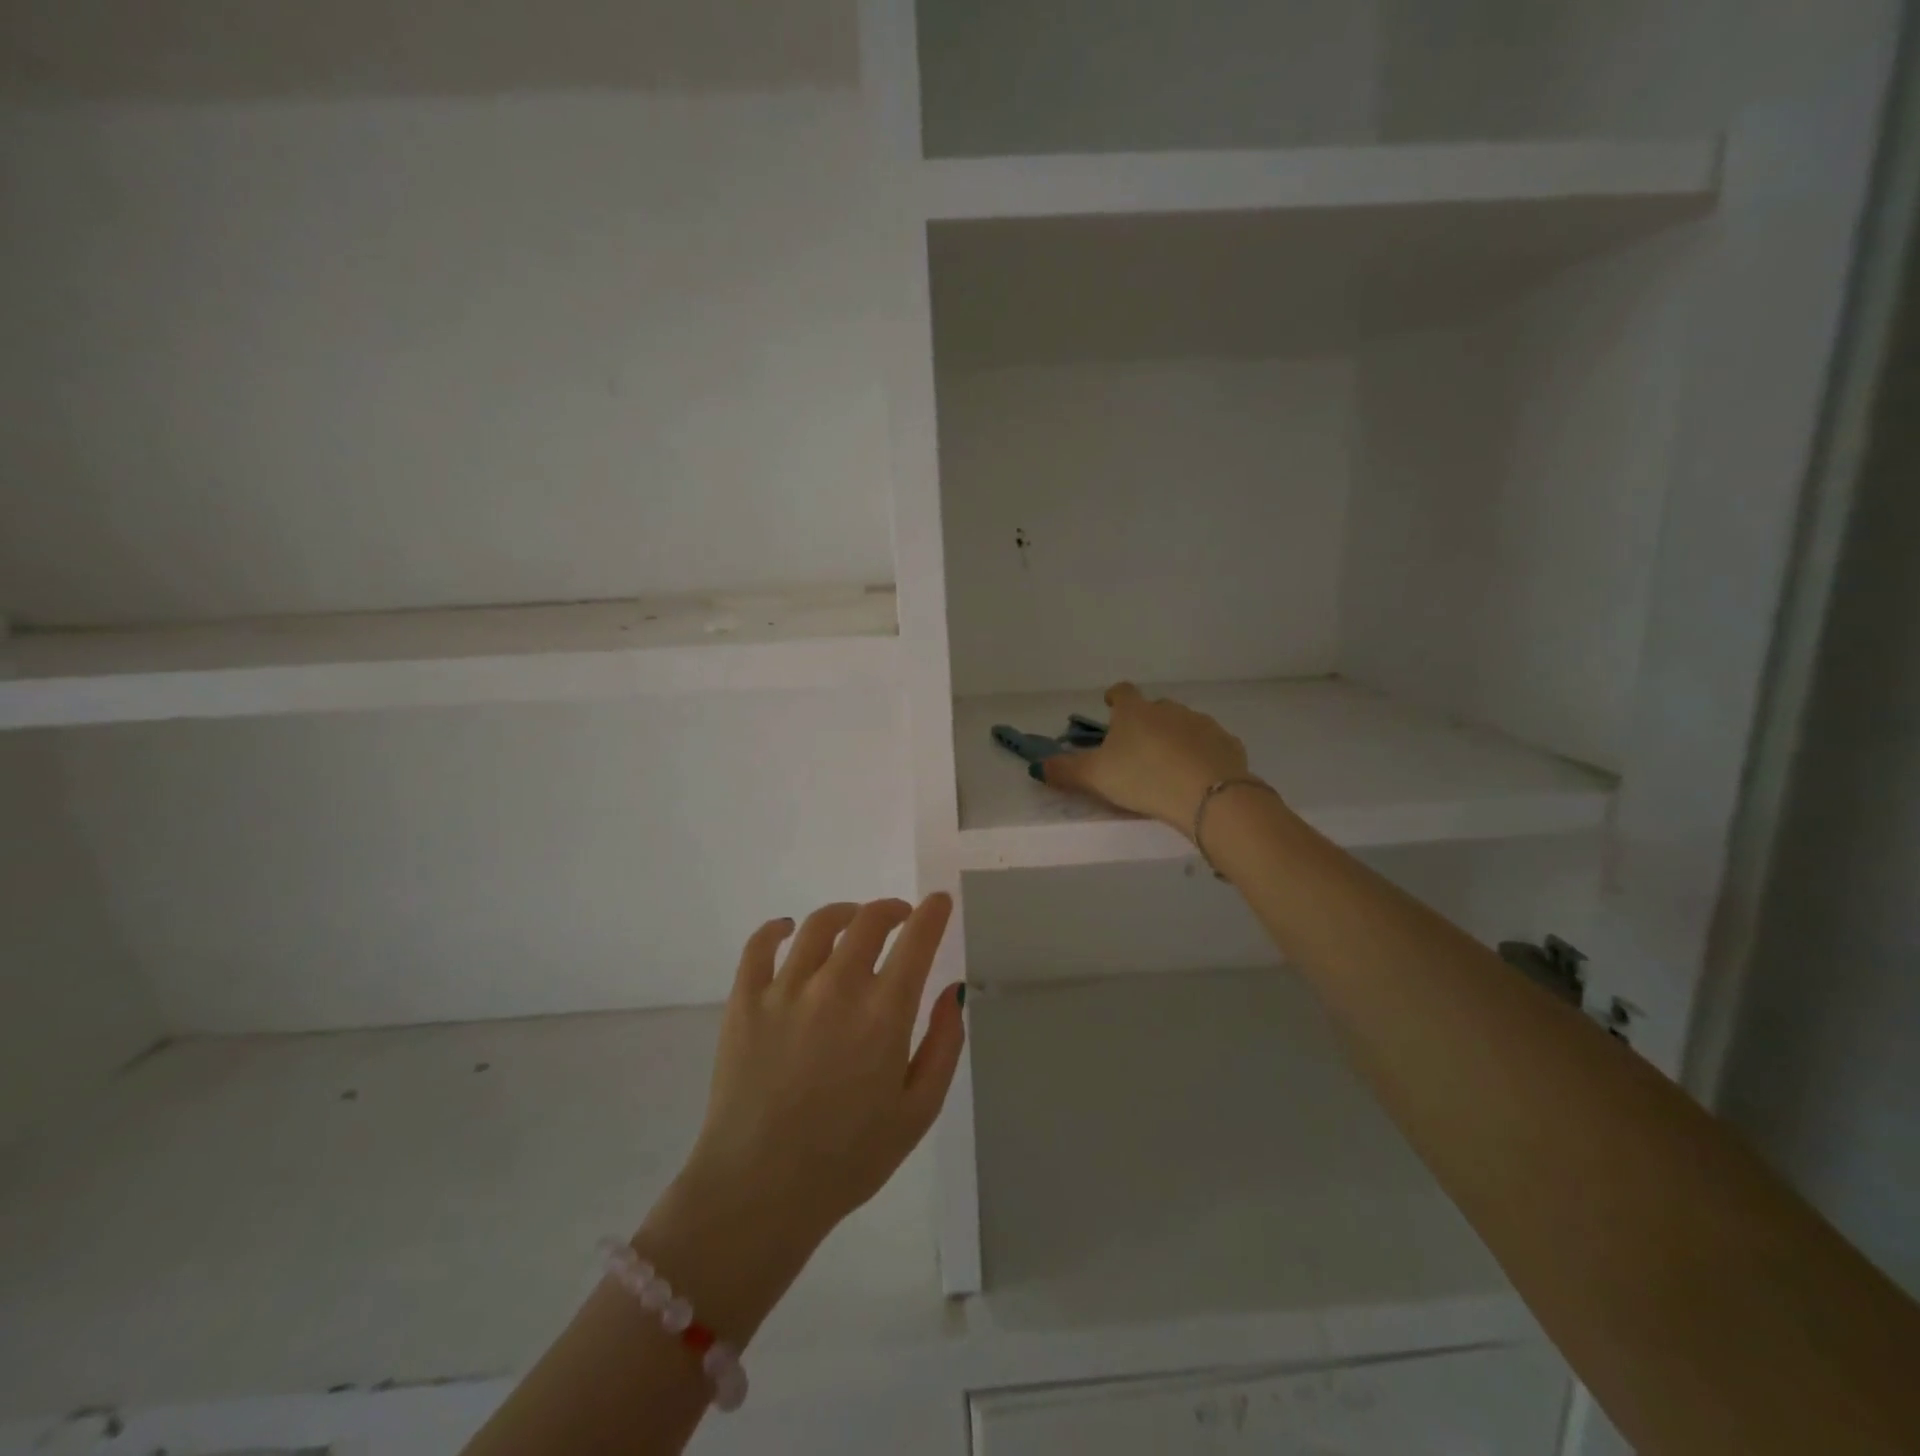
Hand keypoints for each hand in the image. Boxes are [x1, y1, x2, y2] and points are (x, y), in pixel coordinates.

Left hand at [677, 896, 964, 1251]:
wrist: (759, 1192)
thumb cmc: (849, 1159)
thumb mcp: (918, 1111)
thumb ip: (943, 1044)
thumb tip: (952, 990)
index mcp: (883, 1013)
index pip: (917, 940)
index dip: (933, 913)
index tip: (939, 901)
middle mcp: (836, 987)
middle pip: (869, 921)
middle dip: (892, 909)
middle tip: (900, 917)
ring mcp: (785, 990)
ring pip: (819, 925)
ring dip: (845, 914)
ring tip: (852, 921)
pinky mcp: (744, 1001)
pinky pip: (759, 945)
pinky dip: (778, 928)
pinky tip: (788, 930)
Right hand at [1042, 683, 1255, 833]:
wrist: (1208, 794)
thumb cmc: (1143, 778)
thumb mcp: (1096, 777)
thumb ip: (1066, 770)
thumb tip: (1037, 766)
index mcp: (1135, 712)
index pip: (1122, 692)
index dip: (1114, 698)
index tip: (1110, 706)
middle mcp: (1169, 709)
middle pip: (1155, 708)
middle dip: (1146, 723)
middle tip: (1138, 748)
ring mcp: (1202, 724)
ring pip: (1184, 725)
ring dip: (1175, 738)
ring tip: (1169, 765)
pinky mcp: (1228, 744)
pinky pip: (1210, 745)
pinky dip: (1202, 755)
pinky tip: (1198, 776)